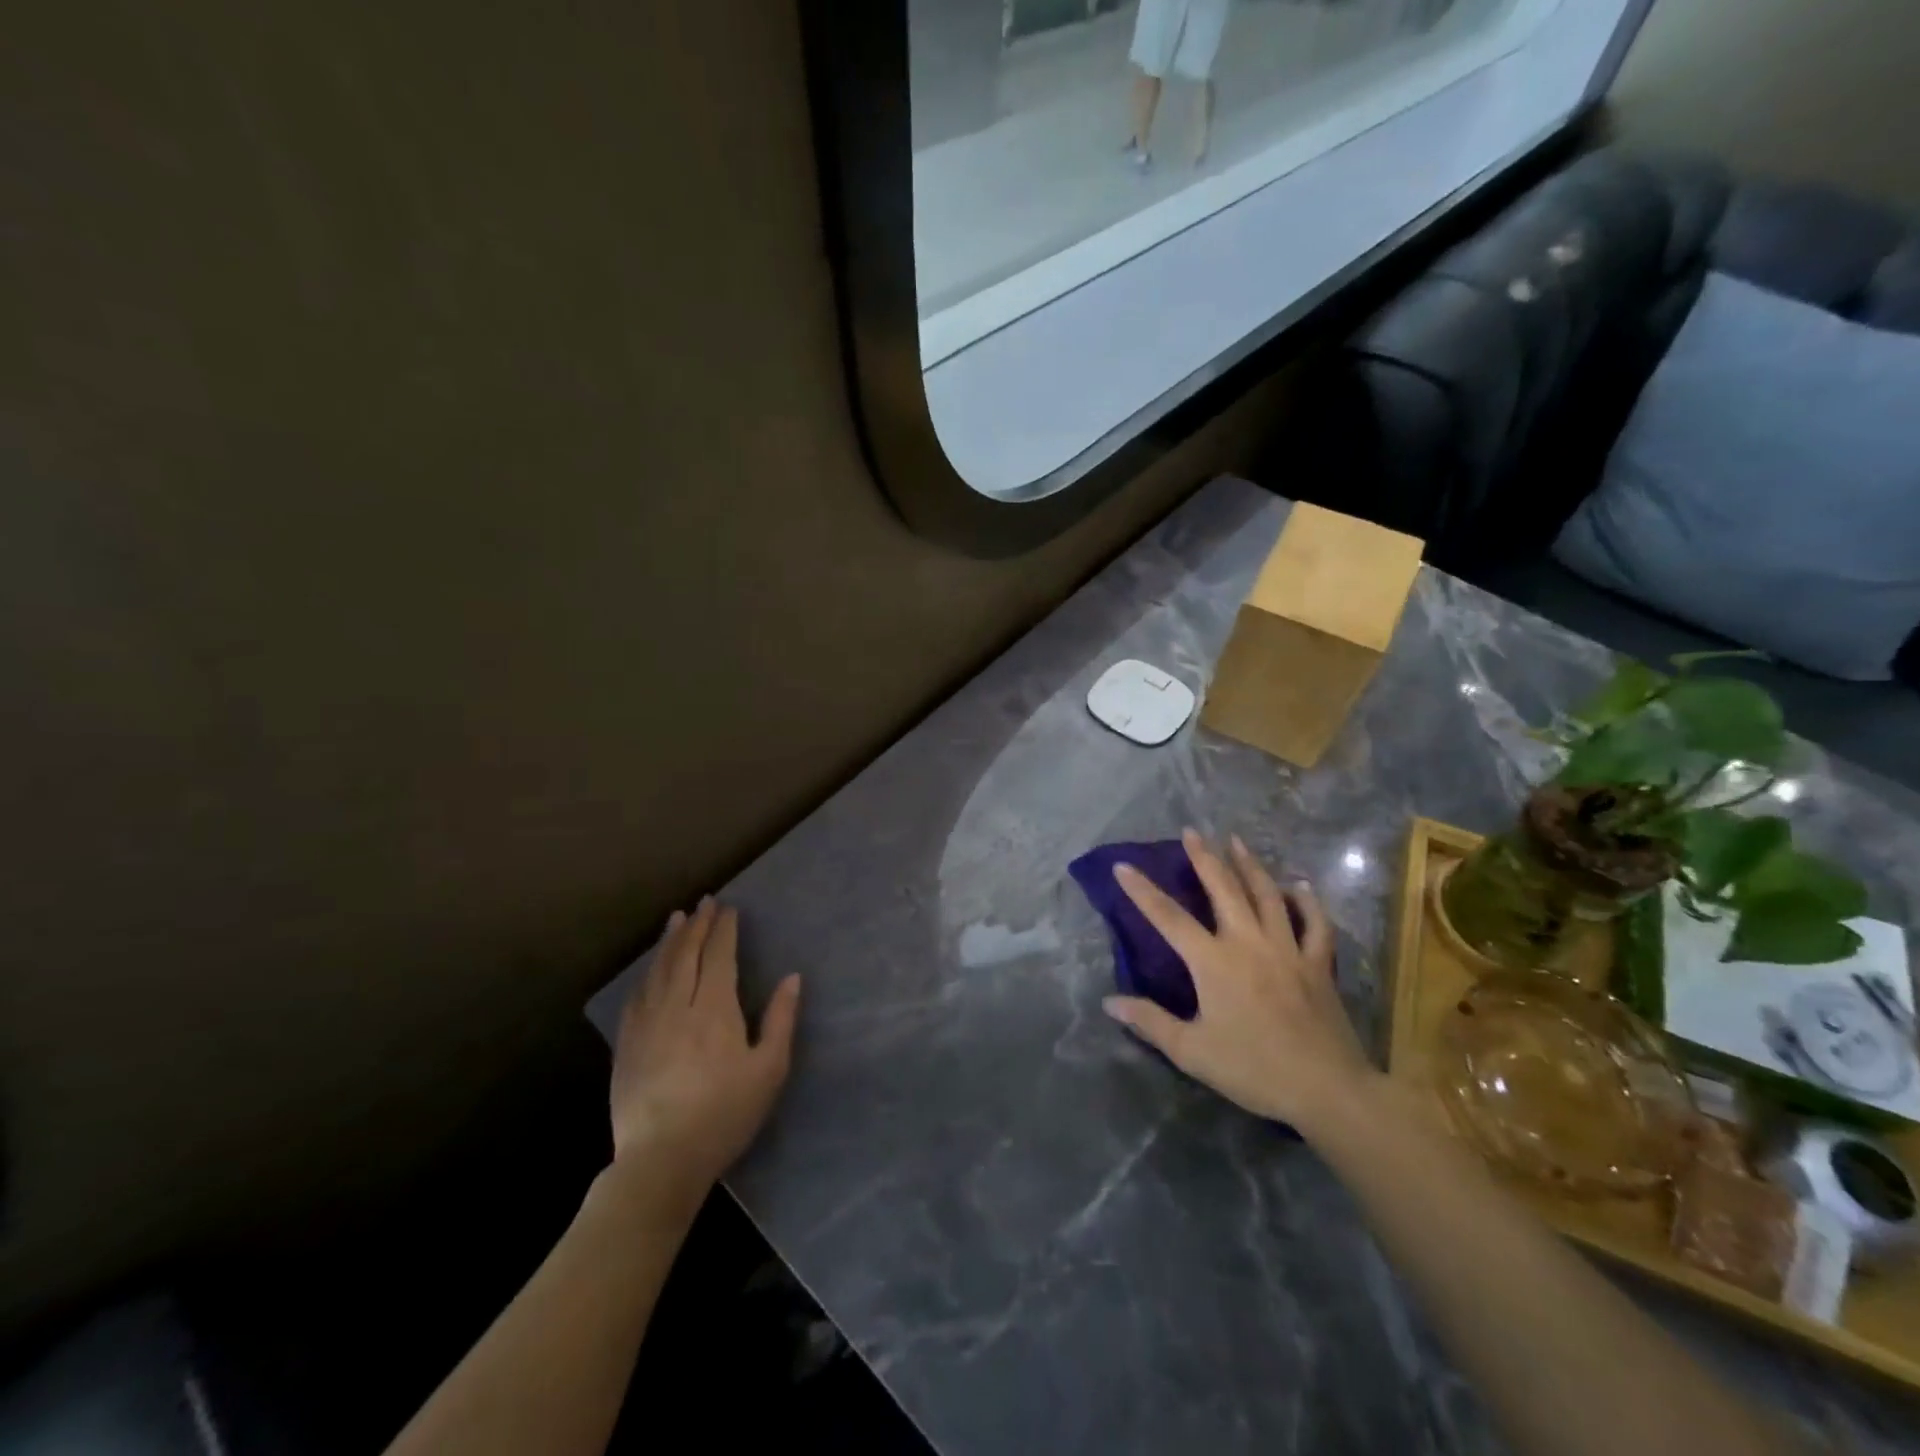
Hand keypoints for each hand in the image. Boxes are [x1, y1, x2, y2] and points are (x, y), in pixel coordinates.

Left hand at [609, 898, 801, 1193]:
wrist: (661, 1160)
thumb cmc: (725, 1114)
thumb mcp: (768, 1070)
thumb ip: (780, 1020)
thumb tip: (792, 978)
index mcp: (714, 1009)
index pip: (719, 957)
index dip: (724, 930)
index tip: (729, 909)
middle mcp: (678, 1006)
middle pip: (686, 955)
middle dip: (697, 925)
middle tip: (705, 902)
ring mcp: (647, 1024)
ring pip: (659, 970)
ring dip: (670, 941)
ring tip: (677, 919)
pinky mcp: (627, 1044)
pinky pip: (637, 996)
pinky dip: (647, 973)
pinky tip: (651, 968)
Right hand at [1103, 829, 1377, 1138]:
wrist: (1326, 1089)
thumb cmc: (1253, 1069)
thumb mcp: (1192, 1051)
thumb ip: (1150, 1022)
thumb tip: (1110, 1001)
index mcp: (1214, 961)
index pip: (1168, 918)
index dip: (1142, 891)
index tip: (1124, 865)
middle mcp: (1248, 943)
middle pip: (1223, 889)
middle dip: (1204, 858)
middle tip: (1192, 831)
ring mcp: (1287, 949)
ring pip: (1267, 895)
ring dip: (1249, 865)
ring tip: (1236, 841)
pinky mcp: (1317, 964)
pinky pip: (1315, 923)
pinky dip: (1307, 901)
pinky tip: (1298, 885)